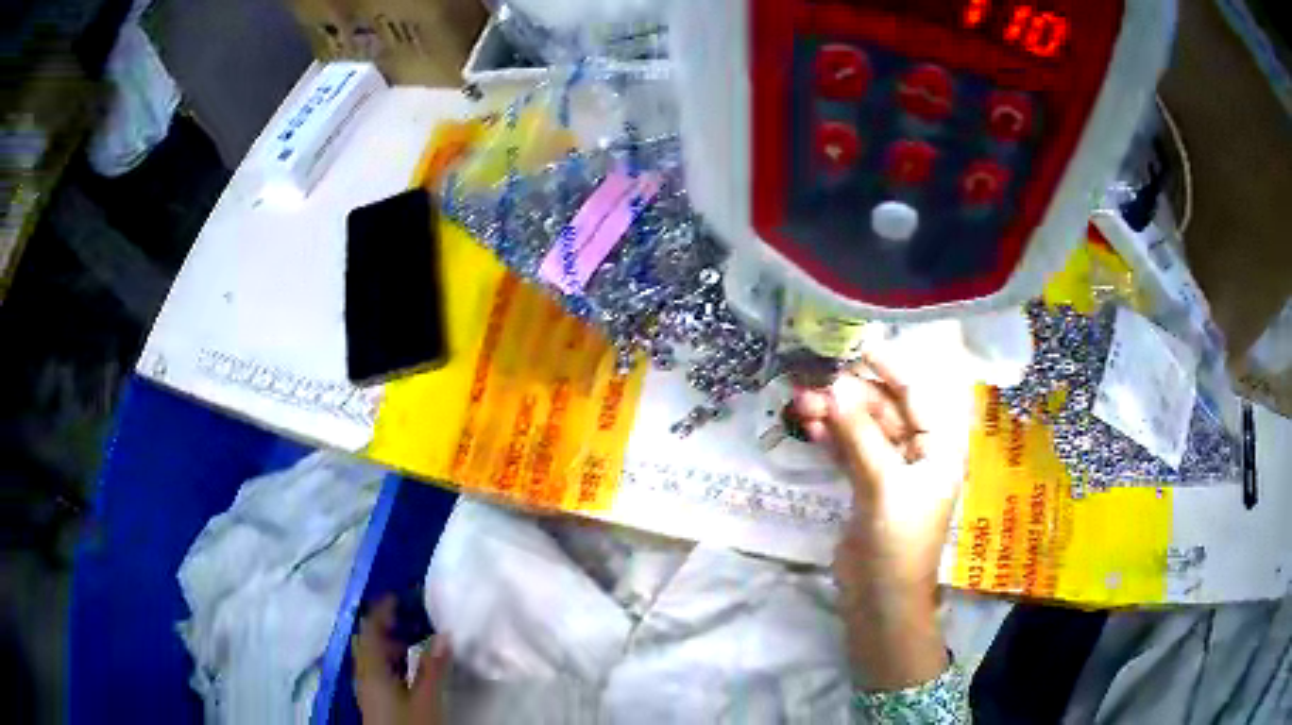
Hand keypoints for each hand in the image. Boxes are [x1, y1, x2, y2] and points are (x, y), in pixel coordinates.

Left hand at [352, 595, 449, 724]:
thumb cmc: (410, 724)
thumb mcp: (426, 698)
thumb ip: (433, 667)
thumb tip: (445, 634)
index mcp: (371, 668)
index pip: (370, 629)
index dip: (381, 610)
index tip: (397, 594)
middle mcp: (365, 674)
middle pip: (368, 641)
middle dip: (385, 624)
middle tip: (409, 612)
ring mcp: (368, 688)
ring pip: (374, 656)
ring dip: (389, 641)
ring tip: (412, 633)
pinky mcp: (376, 699)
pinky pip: (379, 668)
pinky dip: (392, 658)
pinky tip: (409, 664)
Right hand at [793, 354, 962, 690]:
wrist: (880, 599)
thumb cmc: (898, 542)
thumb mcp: (883, 485)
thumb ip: (860, 436)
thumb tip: (835, 388)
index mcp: (939, 447)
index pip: (916, 395)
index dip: (889, 369)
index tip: (856, 347)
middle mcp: (919, 453)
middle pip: (886, 411)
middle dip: (851, 397)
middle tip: (813, 384)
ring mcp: (892, 471)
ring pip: (864, 431)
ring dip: (836, 417)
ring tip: (801, 404)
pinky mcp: (868, 488)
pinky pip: (851, 453)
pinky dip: (833, 440)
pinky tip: (810, 428)